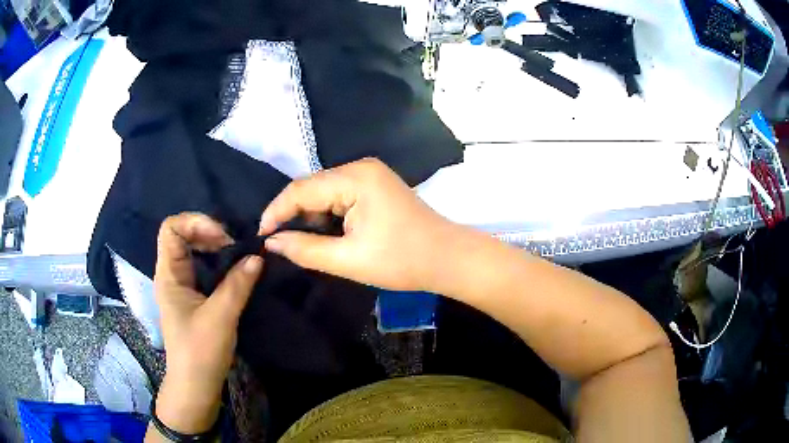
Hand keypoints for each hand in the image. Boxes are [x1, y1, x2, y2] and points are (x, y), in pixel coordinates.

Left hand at [153, 213, 262, 433]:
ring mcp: (180, 285)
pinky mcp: (191, 297)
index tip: (223, 239)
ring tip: (236, 255)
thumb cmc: (200, 352)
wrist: (195, 385)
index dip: (195, 223)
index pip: (171, 228)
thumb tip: (257, 257)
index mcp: (169, 274)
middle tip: (234, 247)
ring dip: (214, 246)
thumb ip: (237, 285)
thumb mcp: (220, 317)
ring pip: (192, 250)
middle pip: (182, 234)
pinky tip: (233, 270)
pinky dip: (216, 262)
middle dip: (208, 232)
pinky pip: (201, 267)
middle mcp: (171, 274)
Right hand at [259, 158, 458, 291]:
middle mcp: (360, 167)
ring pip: (324, 192)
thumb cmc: (402, 261)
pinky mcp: (375, 186)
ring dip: (309, 216)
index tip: (261, 236)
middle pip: (312, 187)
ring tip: (297, 241)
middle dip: (292, 214)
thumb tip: (272, 242)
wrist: (447, 259)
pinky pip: (339, 196)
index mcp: (355, 178)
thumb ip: (305, 249)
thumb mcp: (348, 260)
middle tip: (278, 242)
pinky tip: (322, 233)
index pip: (301, 189)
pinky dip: (326, 215)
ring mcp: (370, 175)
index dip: (277, 211)